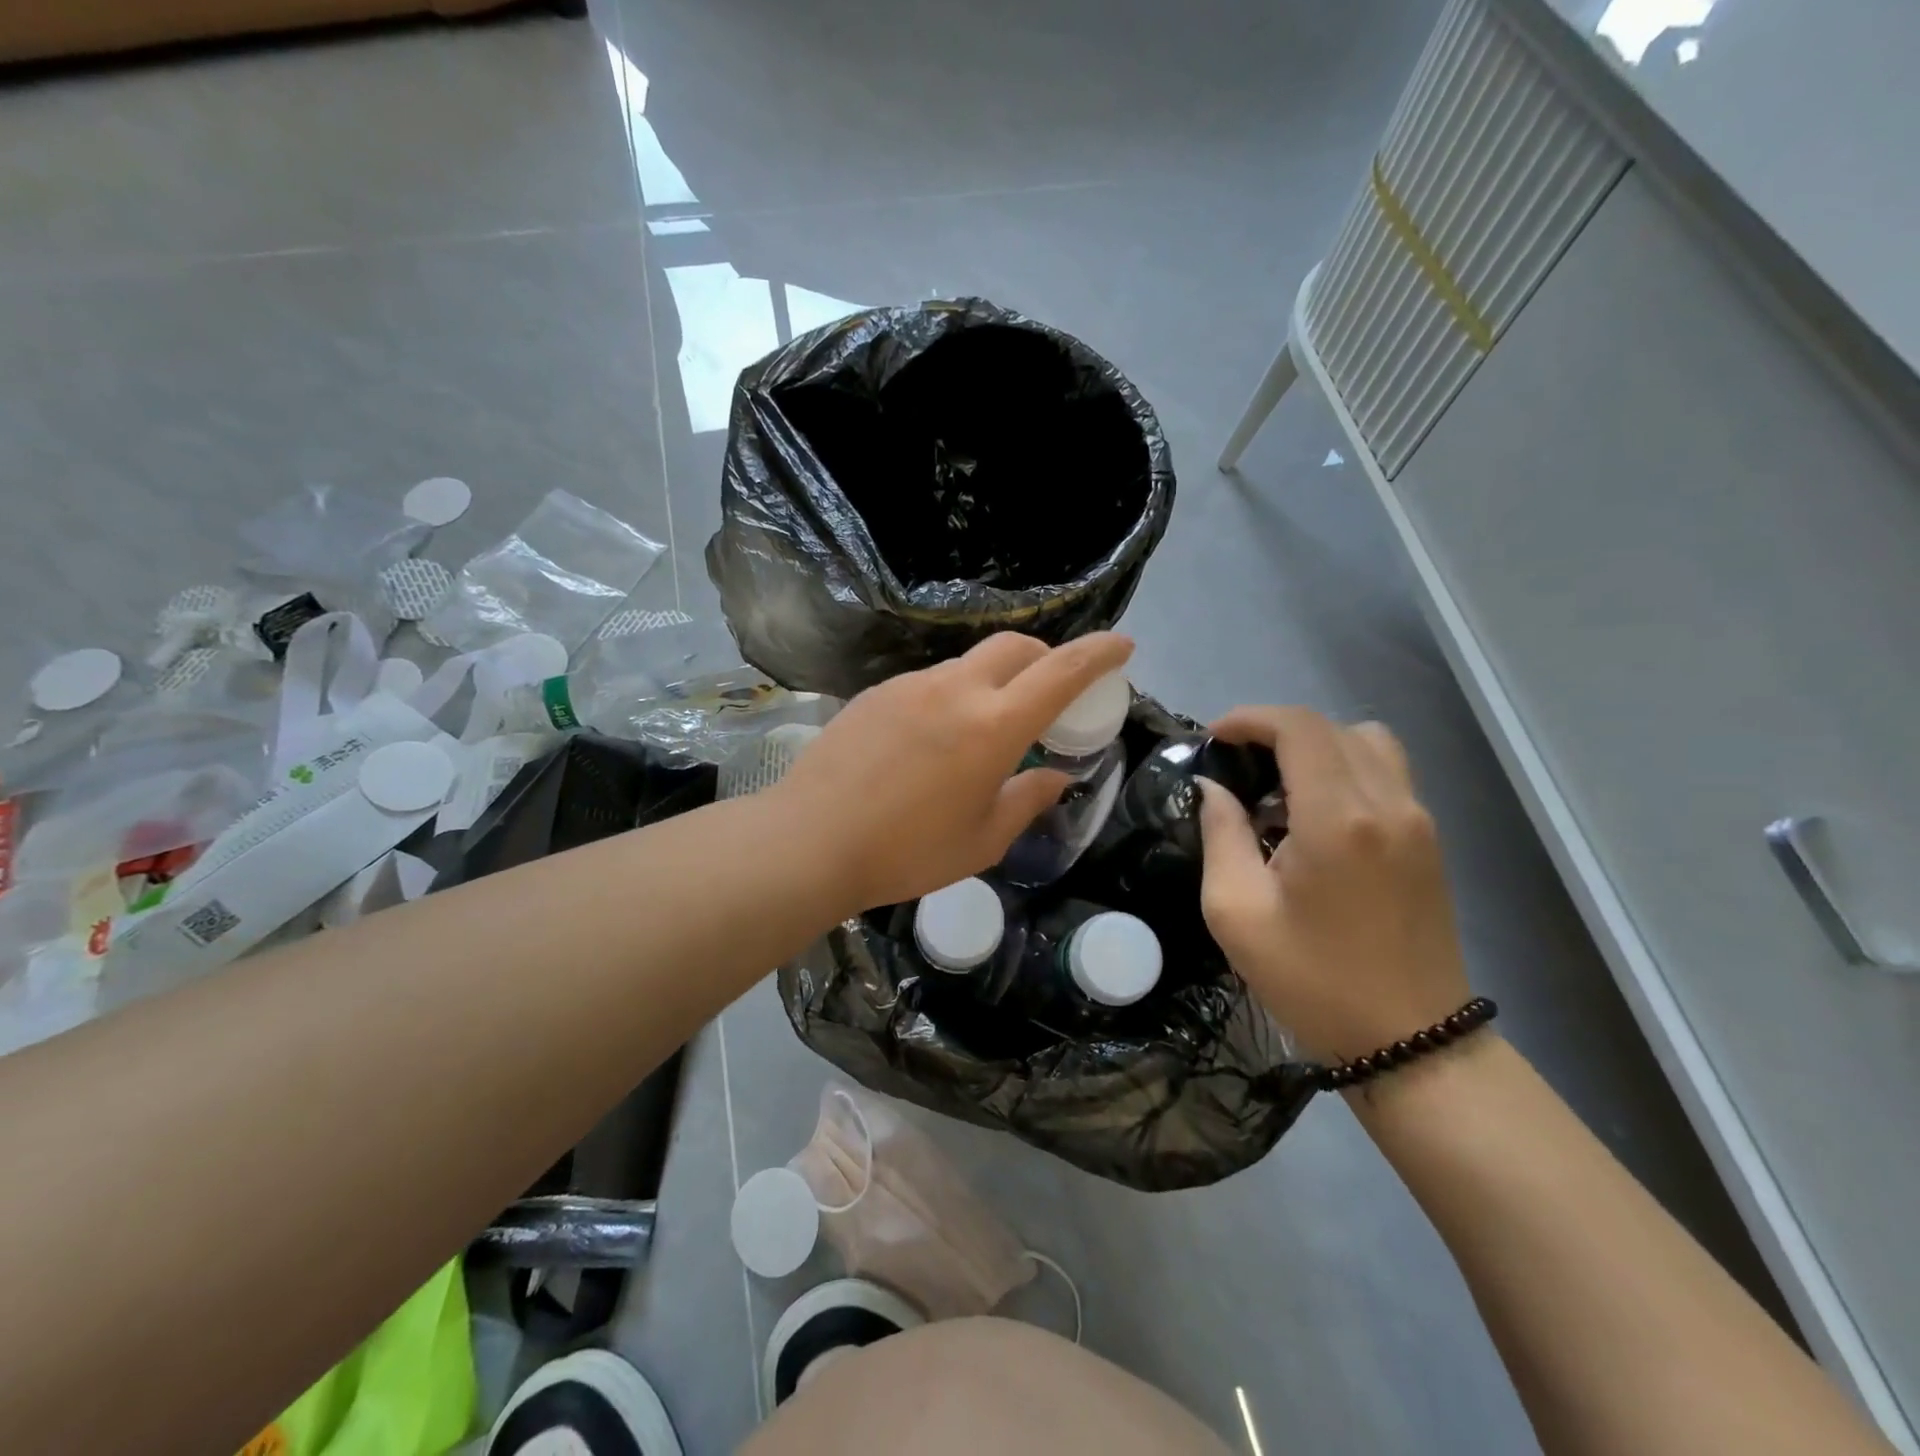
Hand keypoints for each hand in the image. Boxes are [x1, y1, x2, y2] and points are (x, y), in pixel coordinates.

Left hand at [776, 632, 1134, 911]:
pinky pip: (931, 681)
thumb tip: (1056, 778)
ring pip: (970, 662)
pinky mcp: (877, 692)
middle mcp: (955, 690)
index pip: (1061, 672)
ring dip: (997, 678)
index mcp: (993, 726)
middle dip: (1047, 656)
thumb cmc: (906, 852)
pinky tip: (937, 736)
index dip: (1099, 653)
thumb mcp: (982, 840)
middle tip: (1054, 689)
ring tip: (990, 723)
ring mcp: (910, 685)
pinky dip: (955, 693)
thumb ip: (1027, 801)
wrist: (809, 840)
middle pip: (1015, 646)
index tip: (1123, 645)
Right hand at [1196, 705, 1469, 1064]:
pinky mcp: (1429, 840)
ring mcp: (1418, 820)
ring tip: (1279, 787)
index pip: (1299, 728)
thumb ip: (1221, 835)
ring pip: (1368, 742)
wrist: (1411, 1041)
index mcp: (1338, 819)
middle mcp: (1388, 803)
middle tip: (1237, 764)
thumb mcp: (1237, 912)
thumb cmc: (1312, 980)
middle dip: (1276, 731)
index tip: (1214, 739)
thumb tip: (1214, 788)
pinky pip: (1387, 773)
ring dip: (1317, 746)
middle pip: (1331, 728)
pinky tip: (1316, 814)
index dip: (1250, 718)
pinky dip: (1345, 768)